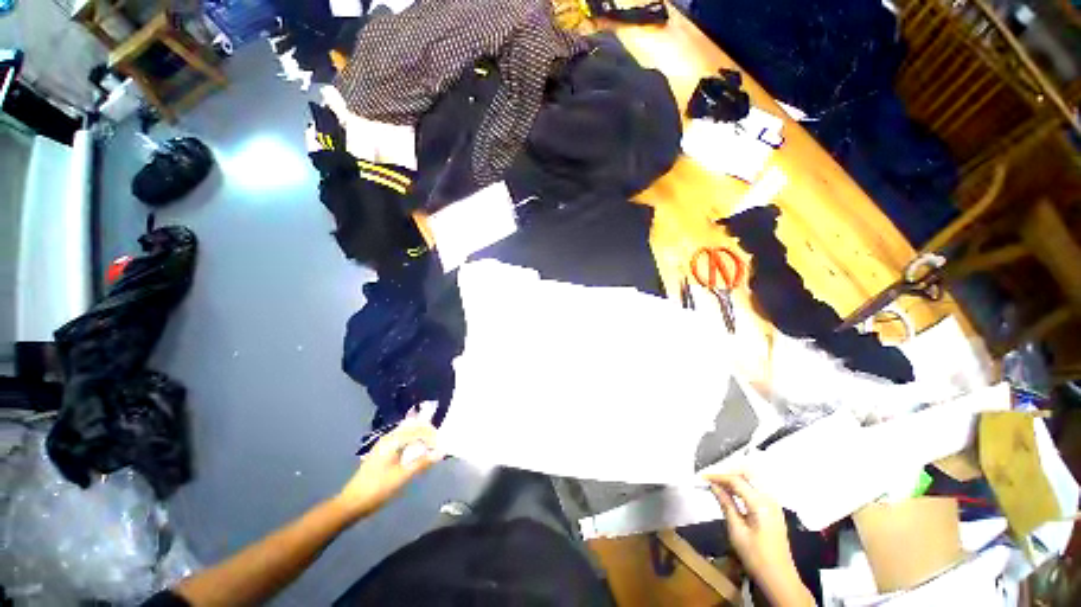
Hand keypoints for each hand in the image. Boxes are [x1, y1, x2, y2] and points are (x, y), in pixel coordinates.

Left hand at [335, 419, 442, 518]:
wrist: (351, 503)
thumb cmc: (377, 489)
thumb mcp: (402, 477)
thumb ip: (422, 463)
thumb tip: (441, 452)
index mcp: (393, 440)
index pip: (418, 430)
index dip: (432, 437)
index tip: (441, 447)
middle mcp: (388, 437)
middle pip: (413, 427)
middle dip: (427, 433)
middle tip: (438, 444)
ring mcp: (384, 444)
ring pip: (407, 432)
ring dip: (420, 437)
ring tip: (430, 447)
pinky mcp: (382, 452)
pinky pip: (402, 439)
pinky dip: (412, 441)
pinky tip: (416, 452)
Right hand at [707, 473, 812, 605]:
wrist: (780, 578)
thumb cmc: (756, 557)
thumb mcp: (737, 531)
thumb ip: (726, 504)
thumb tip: (713, 485)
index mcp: (760, 503)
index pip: (736, 480)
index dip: (718, 476)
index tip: (703, 477)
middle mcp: (769, 498)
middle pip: (748, 472)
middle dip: (728, 471)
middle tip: (713, 478)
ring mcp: (774, 503)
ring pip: (753, 478)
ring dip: (736, 477)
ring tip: (720, 484)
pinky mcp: (774, 508)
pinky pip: (757, 487)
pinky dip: (743, 485)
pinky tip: (733, 493)